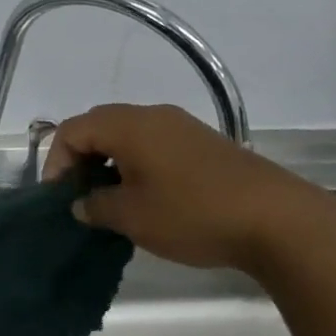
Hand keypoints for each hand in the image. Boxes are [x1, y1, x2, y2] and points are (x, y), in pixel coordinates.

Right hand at [44, 104, 327, 270]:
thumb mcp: (133, 217)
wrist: (278, 220)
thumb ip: (97, 206)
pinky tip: (148, 196)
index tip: (58, 197)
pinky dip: (138, 163)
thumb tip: (82, 203)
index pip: (73, 130)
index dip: (56, 161)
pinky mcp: (205, 143)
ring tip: (111, 199)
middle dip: (81, 158)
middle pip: (99, 125)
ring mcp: (182, 126)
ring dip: (111, 161)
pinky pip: (156, 144)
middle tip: (79, 194)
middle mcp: (152, 115)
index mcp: (127, 125)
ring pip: (129, 134)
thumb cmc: (193, 213)